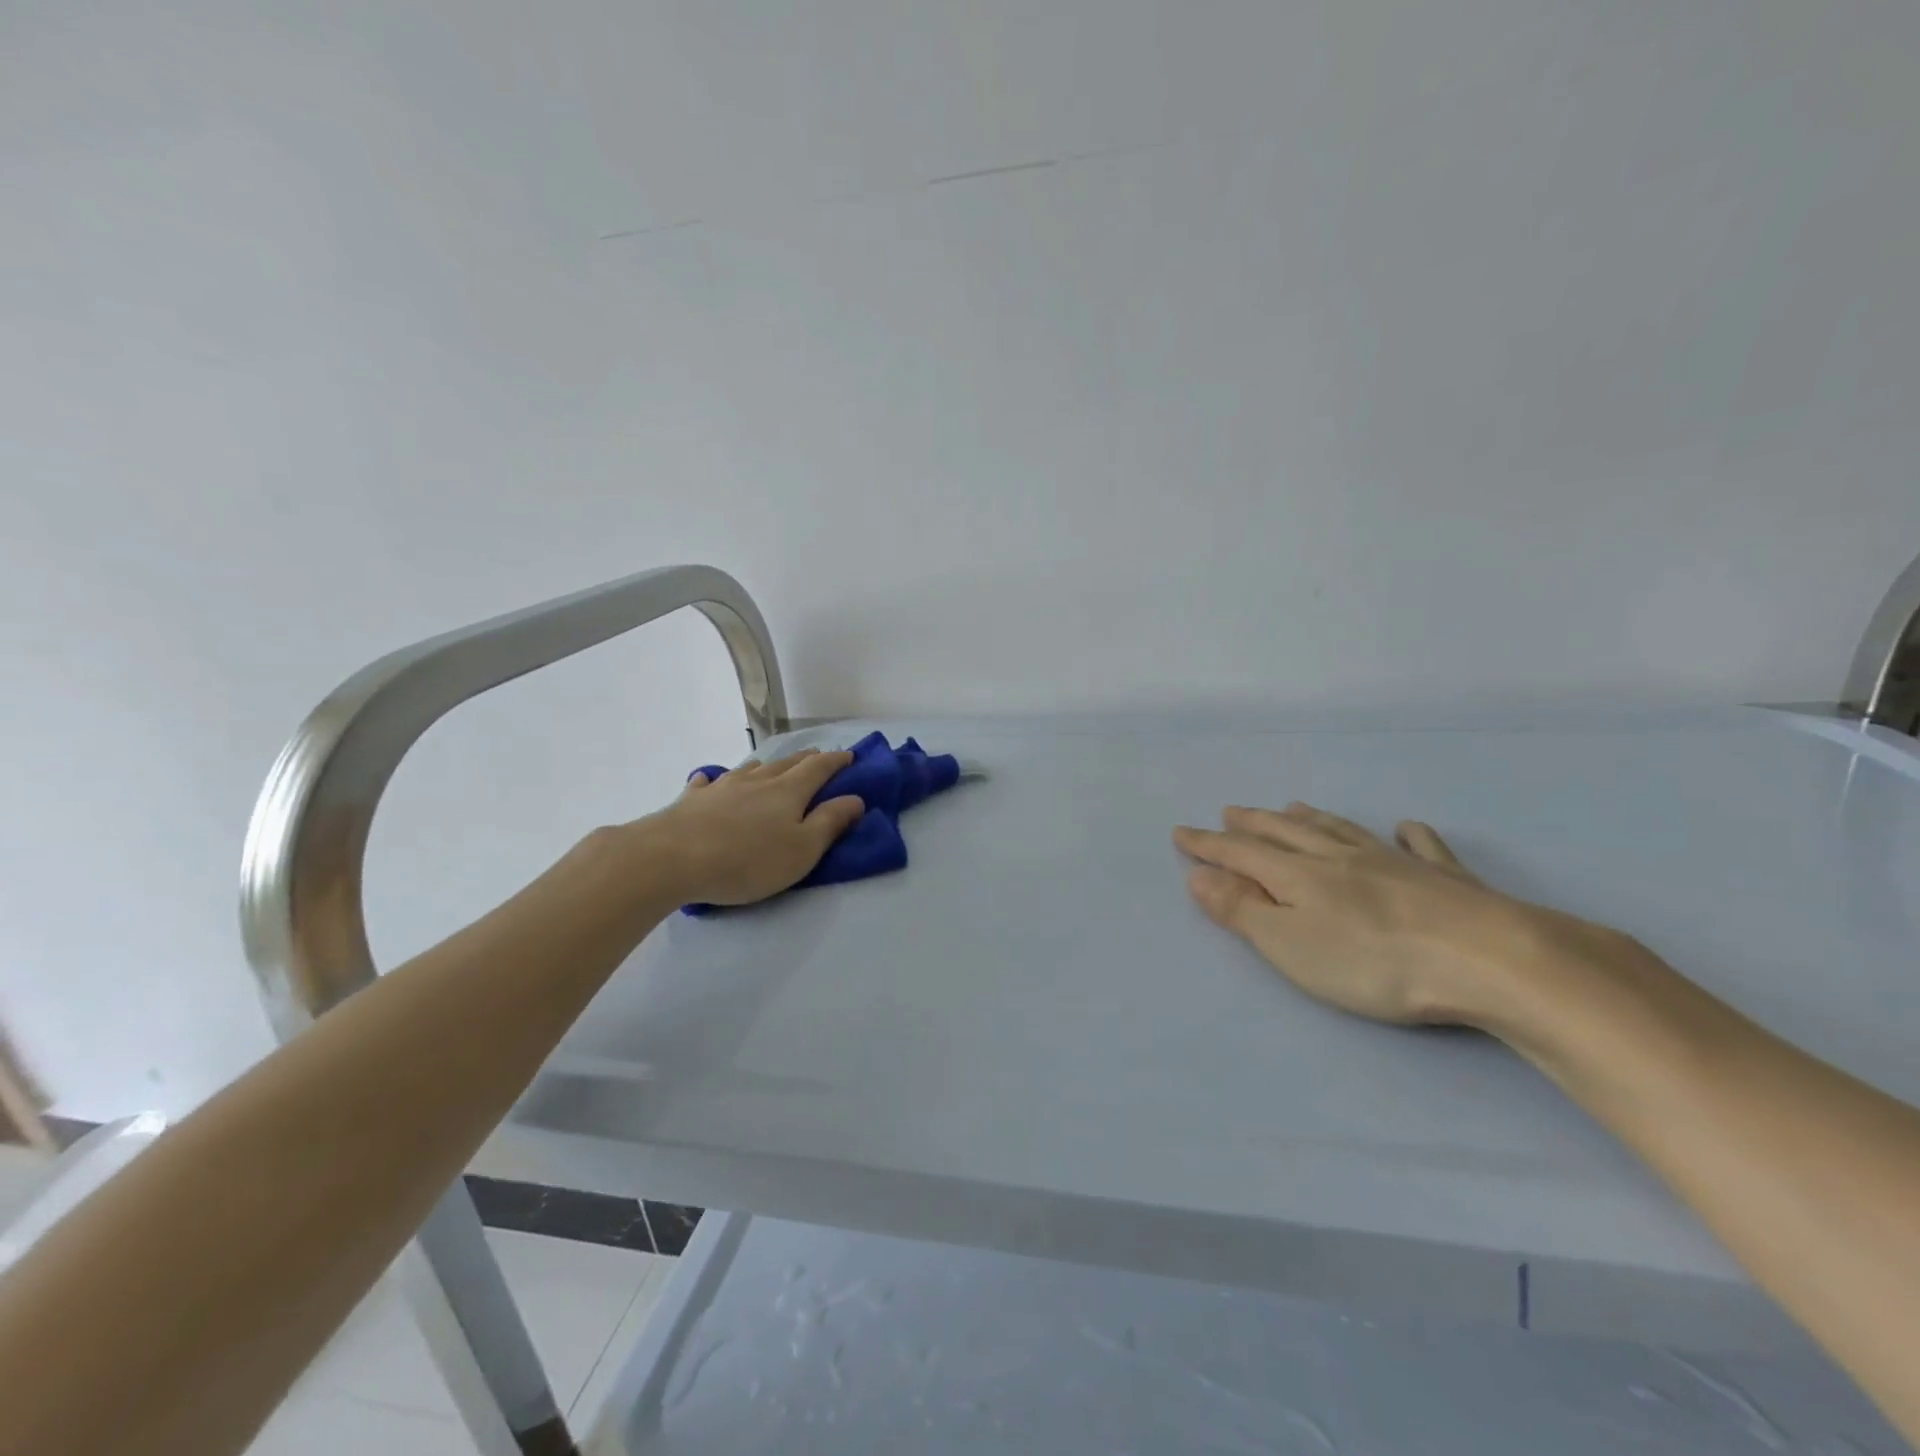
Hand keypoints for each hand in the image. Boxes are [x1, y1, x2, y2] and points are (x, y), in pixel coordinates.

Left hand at [638, 749, 865, 906]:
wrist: (671, 858)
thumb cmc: (747, 860)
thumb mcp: (802, 850)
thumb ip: (830, 823)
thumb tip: (856, 798)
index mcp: (789, 791)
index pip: (819, 768)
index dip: (837, 761)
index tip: (850, 756)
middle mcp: (758, 780)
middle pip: (787, 763)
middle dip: (806, 759)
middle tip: (818, 757)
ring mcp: (722, 786)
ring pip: (750, 769)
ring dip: (767, 766)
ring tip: (772, 768)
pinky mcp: (692, 799)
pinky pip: (708, 782)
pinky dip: (716, 780)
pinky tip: (710, 781)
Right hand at [1173, 803, 1579, 1027]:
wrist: (1489, 959)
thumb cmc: (1374, 962)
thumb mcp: (1290, 944)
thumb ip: (1241, 909)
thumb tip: (1198, 874)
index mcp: (1299, 875)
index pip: (1240, 854)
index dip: (1208, 845)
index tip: (1180, 832)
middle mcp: (1341, 858)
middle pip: (1287, 834)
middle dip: (1253, 824)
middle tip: (1231, 811)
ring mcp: (1396, 863)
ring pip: (1341, 831)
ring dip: (1311, 819)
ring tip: (1290, 807)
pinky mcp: (1446, 879)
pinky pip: (1421, 847)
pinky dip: (1408, 835)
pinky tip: (1406, 828)